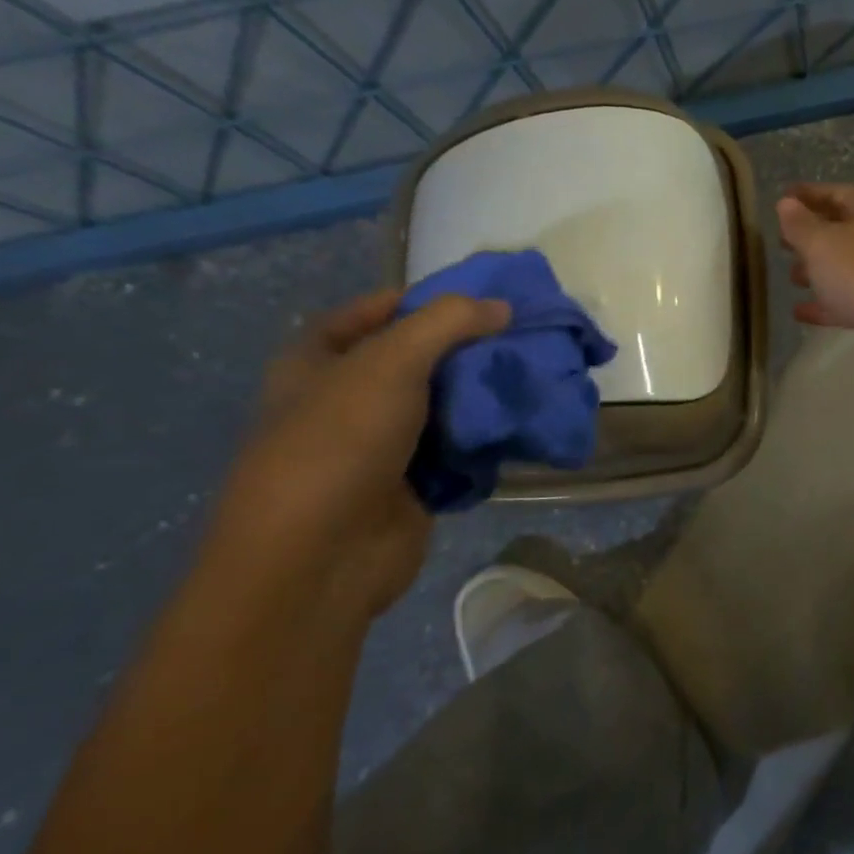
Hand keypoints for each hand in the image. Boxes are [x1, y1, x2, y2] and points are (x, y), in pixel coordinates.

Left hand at [205, 289, 509, 620]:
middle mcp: (347, 399)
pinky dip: (486, 437)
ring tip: (534, 374)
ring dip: (483, 394)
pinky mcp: (412, 484)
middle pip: (417, 359)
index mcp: (318, 361)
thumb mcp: (391, 360)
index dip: (422, 299)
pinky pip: (458, 449)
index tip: (480, 298)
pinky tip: (522, 421)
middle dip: (467, 348)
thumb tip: (502, 306)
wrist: (323, 555)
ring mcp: (381, 445)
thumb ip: (449, 322)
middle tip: (521, 336)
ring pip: (443, 405)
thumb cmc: (340, 440)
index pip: (373, 312)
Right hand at [776, 183, 853, 384]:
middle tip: (782, 242)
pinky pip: (848, 303)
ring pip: (846, 268)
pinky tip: (799, 312)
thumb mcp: (823, 243)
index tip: (784, 196)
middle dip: (812, 235)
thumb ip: (800, 224)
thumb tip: (786, 203)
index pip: (838, 194)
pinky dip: (824, 305)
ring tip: (791, 276)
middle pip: (843, 231)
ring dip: (818, 270)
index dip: (810, 194)